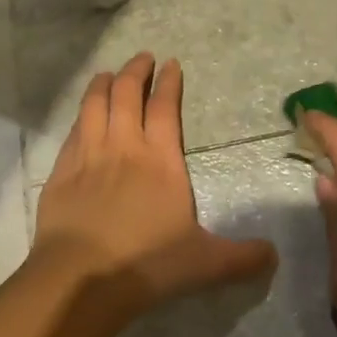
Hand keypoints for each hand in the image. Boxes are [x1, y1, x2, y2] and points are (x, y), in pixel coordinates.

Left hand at [32, 54, 275, 316]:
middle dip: (135, 70)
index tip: (170, 64)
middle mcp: (124, 145)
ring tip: (107, 74)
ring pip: (94, 104)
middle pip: (126, 93)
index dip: (168, 82)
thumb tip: (274, 256)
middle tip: (142, 58)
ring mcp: (89, 155)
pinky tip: (82, 116)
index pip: (164, 107)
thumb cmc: (146, 263)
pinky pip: (72, 130)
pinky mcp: (61, 171)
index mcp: (160, 159)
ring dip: (103, 84)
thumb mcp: (204, 263)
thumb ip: (241, 257)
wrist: (80, 279)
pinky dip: (80, 115)